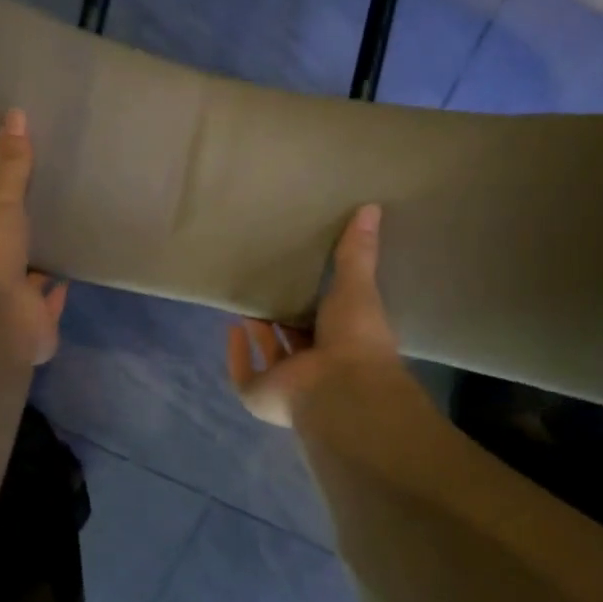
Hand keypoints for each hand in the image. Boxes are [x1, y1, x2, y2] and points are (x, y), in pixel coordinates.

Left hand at [0, 109, 67, 365]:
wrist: (0, 320)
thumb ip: (9, 166)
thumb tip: (14, 114)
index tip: (7, 193)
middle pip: (3, 253)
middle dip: (17, 239)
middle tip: (39, 215)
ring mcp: (11, 302)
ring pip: (25, 279)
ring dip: (37, 266)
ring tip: (58, 240)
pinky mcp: (36, 322)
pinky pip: (50, 303)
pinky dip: (58, 292)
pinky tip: (72, 274)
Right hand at [227, 204, 400, 426]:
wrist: (339, 387)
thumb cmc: (355, 338)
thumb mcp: (357, 286)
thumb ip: (357, 252)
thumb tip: (371, 207)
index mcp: (347, 346)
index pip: (331, 323)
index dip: (319, 305)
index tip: (307, 280)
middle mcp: (318, 367)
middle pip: (297, 339)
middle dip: (284, 317)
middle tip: (271, 285)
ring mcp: (289, 384)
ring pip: (271, 354)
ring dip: (259, 331)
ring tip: (248, 298)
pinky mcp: (260, 394)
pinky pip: (243, 372)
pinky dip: (236, 353)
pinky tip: (231, 327)